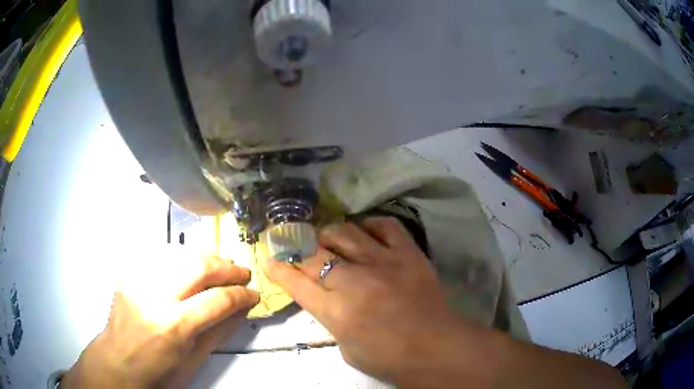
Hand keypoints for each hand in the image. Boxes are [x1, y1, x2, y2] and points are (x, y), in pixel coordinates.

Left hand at [63, 253, 259, 387]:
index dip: (241, 294)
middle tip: (241, 272)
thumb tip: (242, 309)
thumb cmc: (159, 371)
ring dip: (206, 257)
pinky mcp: (129, 273)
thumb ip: (220, 330)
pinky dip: (181, 257)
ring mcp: (138, 280)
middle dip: (227, 267)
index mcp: (175, 325)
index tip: (253, 293)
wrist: (118, 361)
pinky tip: (190, 265)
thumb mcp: (194, 359)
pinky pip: (160, 255)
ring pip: (180, 253)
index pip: (218, 300)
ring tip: (220, 265)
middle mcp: (155, 295)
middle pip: (198, 266)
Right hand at [263, 217, 456, 383]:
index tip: (271, 259)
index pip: (296, 282)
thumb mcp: (346, 348)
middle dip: (299, 249)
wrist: (436, 348)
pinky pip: (385, 225)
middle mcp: (355, 281)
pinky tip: (365, 233)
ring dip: (330, 235)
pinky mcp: (409, 253)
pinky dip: (369, 225)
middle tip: (299, 249)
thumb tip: (324, 296)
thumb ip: (331, 319)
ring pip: (345, 232)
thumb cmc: (388, 358)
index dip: (279, 269)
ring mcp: (384, 262)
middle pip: (314, 253)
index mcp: (336, 311)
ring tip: (330, 241)